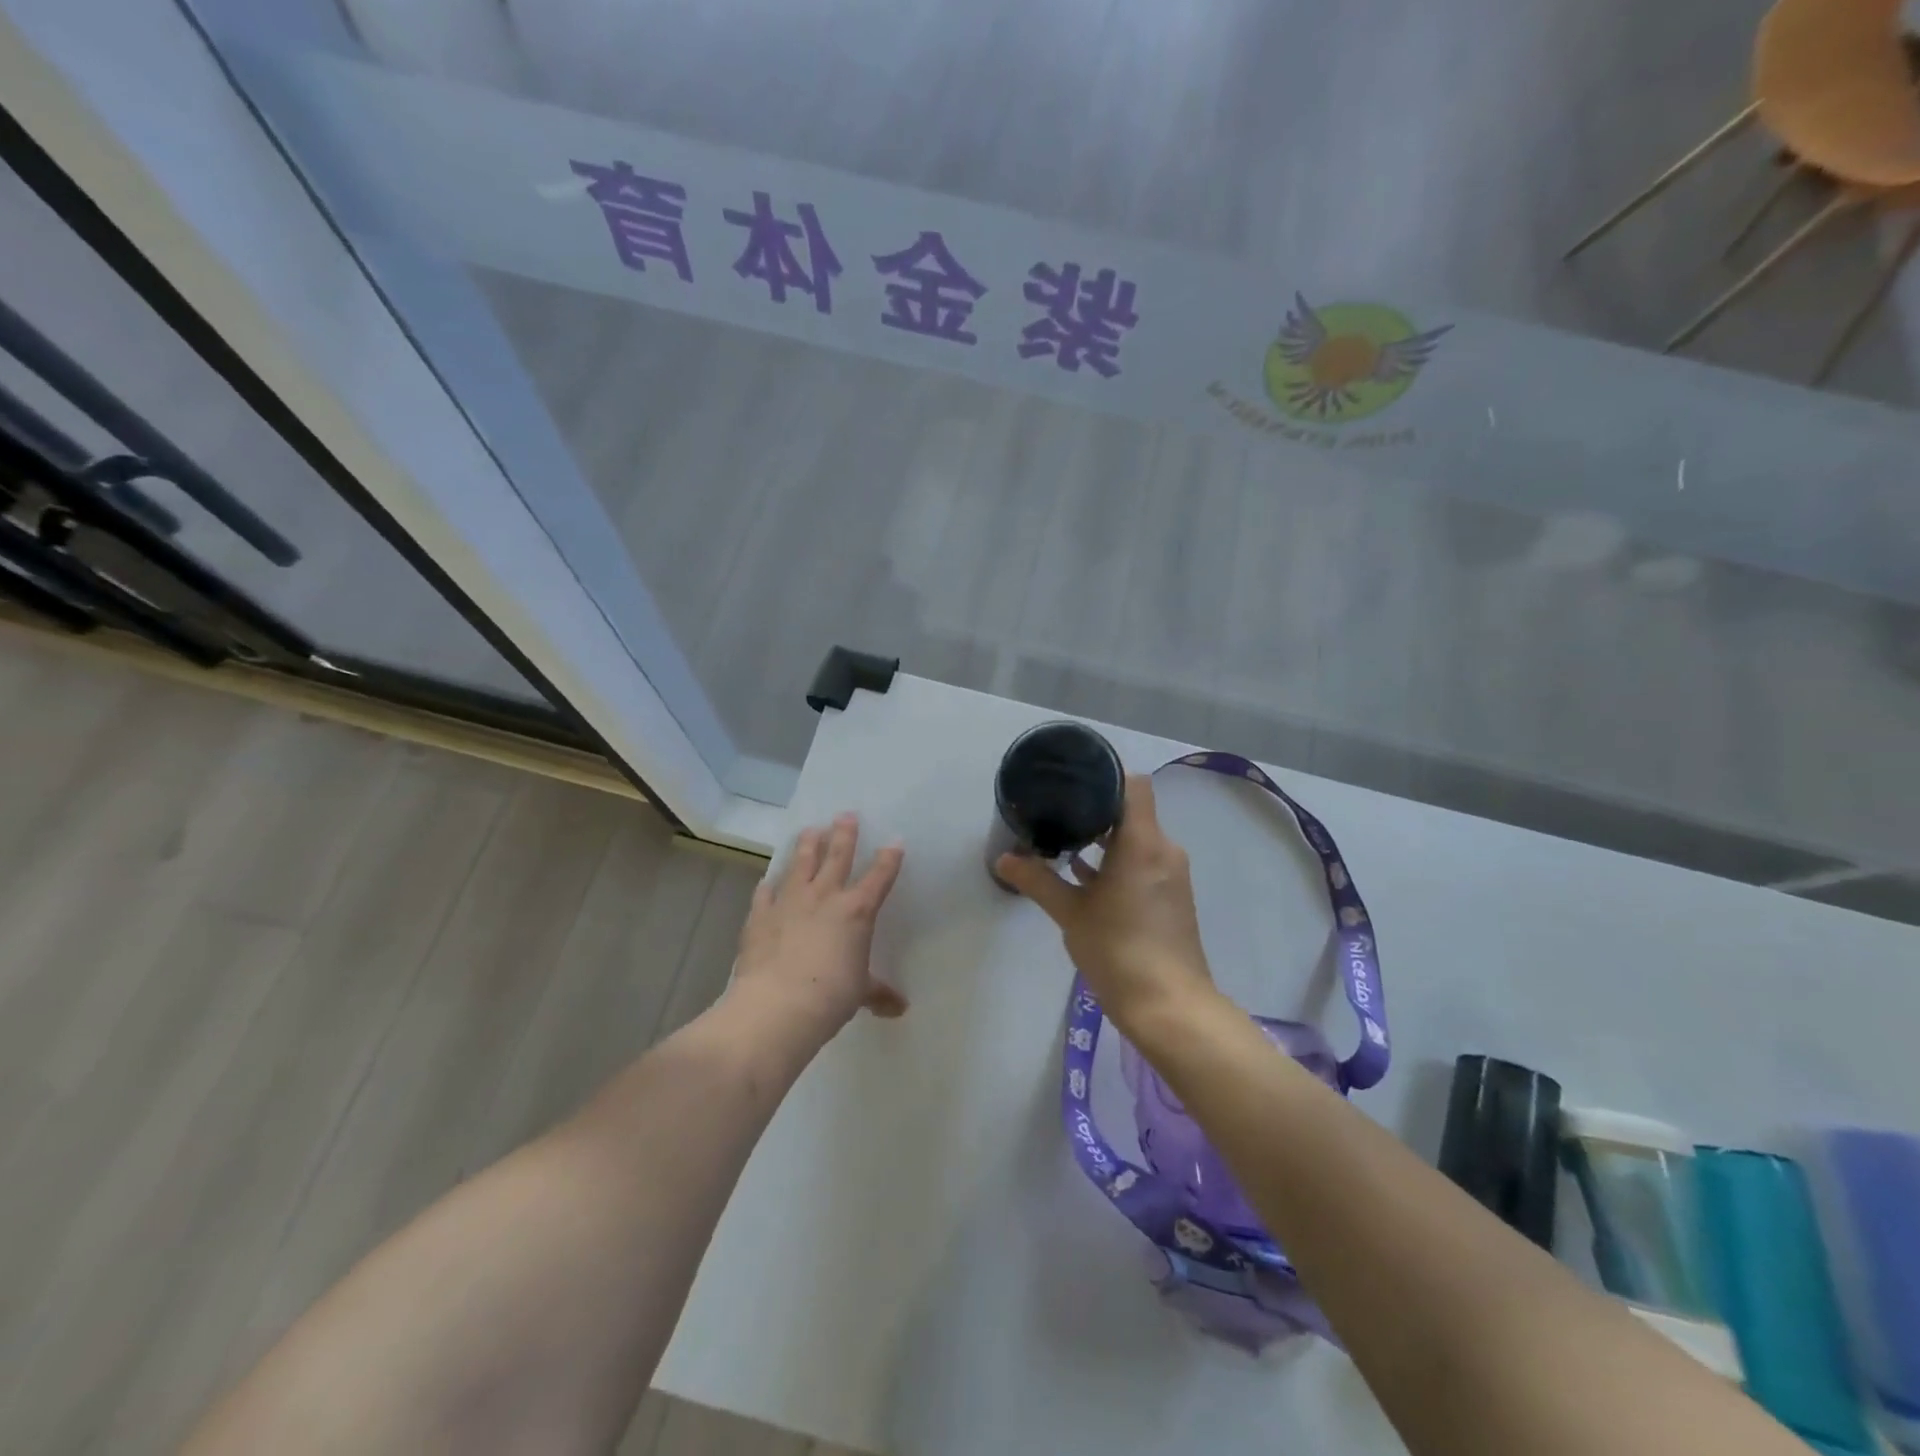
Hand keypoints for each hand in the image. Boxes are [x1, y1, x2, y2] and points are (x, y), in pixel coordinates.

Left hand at [731, 813, 906, 1038]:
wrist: (778, 1005)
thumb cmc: (831, 996)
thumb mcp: (860, 993)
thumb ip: (877, 993)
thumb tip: (899, 1009)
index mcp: (856, 911)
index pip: (878, 878)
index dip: (889, 860)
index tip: (895, 842)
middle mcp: (824, 897)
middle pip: (837, 856)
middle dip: (844, 834)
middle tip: (846, 815)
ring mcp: (789, 902)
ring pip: (800, 864)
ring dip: (807, 846)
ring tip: (810, 830)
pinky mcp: (760, 915)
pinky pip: (765, 893)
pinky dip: (768, 886)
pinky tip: (768, 881)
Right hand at [995, 775, 1214, 1034]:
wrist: (1170, 1007)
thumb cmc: (1119, 951)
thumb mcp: (1071, 914)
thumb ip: (1038, 881)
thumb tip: (1004, 859)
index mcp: (1143, 843)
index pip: (1133, 785)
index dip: (1106, 775)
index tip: (1073, 778)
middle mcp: (1163, 850)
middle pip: (1132, 811)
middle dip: (1096, 808)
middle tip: (1056, 807)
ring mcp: (1170, 875)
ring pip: (1137, 839)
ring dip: (1105, 838)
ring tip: (1063, 839)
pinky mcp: (1170, 897)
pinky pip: (1143, 862)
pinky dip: (1116, 862)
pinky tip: (1083, 875)